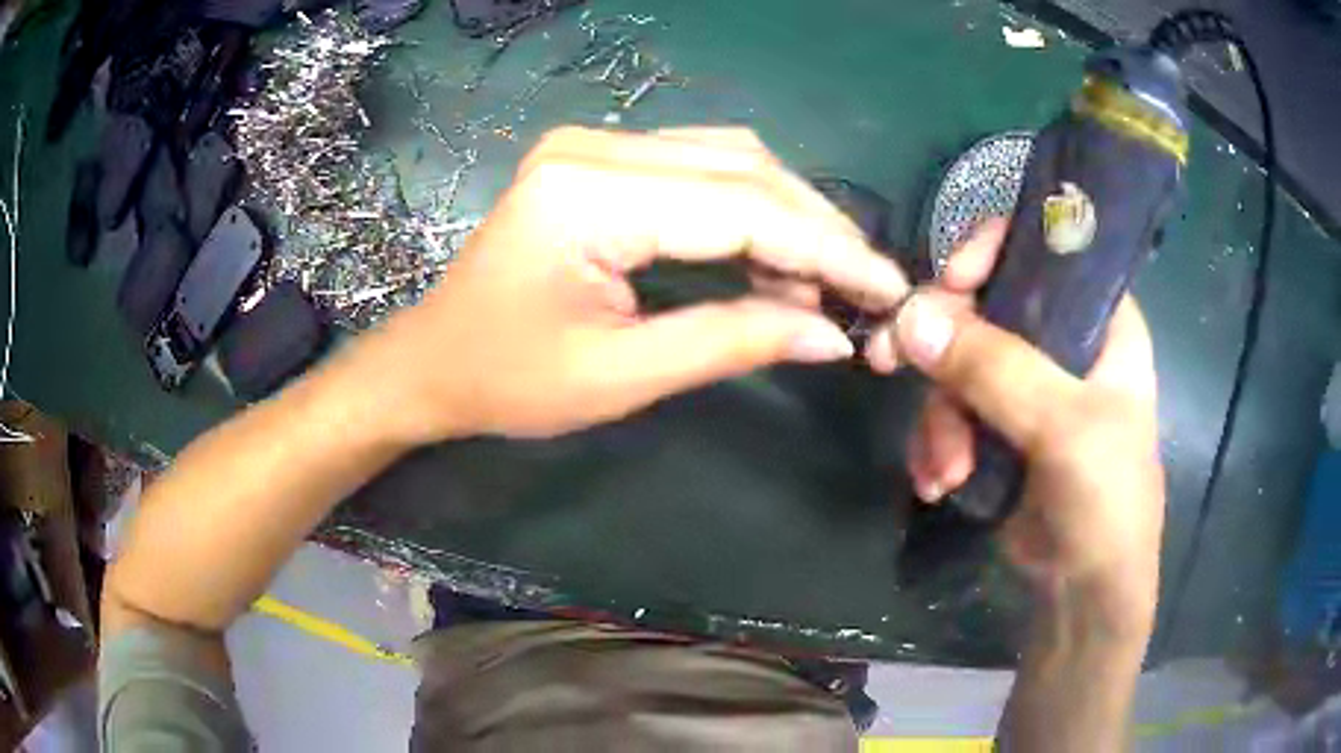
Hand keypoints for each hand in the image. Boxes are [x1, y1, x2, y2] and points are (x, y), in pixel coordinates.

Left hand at [358, 126, 908, 441]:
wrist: (432, 361)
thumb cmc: (507, 381)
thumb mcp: (621, 376)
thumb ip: (732, 342)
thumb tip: (830, 336)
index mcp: (588, 196)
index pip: (741, 209)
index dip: (826, 250)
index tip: (888, 288)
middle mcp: (593, 148)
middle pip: (743, 169)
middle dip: (817, 228)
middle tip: (866, 287)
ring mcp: (593, 146)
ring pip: (729, 159)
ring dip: (789, 215)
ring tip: (828, 280)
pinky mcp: (597, 161)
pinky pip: (698, 168)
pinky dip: (749, 210)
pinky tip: (775, 258)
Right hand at [866, 221, 1165, 633]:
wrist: (1083, 595)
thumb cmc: (1105, 502)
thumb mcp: (1063, 429)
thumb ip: (995, 369)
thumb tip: (910, 317)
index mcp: (1102, 323)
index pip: (1047, 251)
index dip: (996, 251)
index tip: (952, 280)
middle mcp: (1066, 344)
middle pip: (988, 307)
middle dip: (943, 345)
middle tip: (892, 361)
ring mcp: (1030, 388)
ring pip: (960, 366)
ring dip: (940, 419)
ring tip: (946, 470)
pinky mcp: (1000, 430)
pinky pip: (951, 411)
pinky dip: (937, 445)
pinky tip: (941, 483)